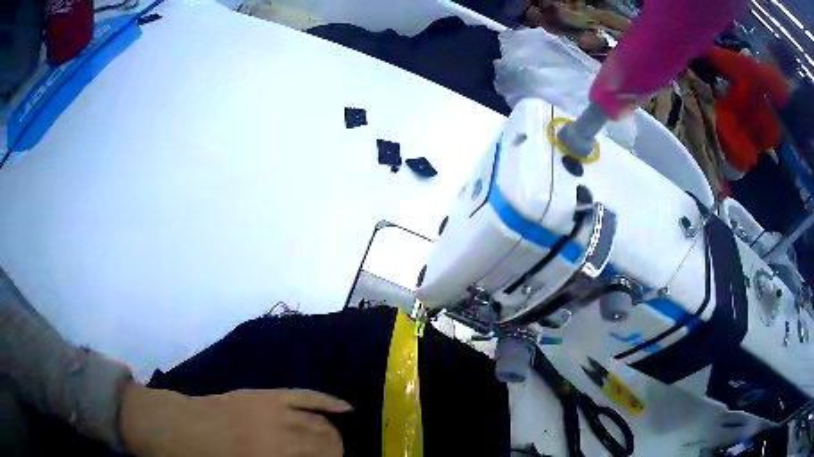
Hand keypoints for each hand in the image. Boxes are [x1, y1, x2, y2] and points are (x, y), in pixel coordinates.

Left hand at [120, 382, 350, 456]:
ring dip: (335, 439)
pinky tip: (347, 409)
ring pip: (322, 425)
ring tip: (336, 448)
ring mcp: (274, 411)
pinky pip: (305, 395)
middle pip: (328, 447)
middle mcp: (280, 436)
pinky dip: (328, 402)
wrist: (174, 427)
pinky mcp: (266, 395)